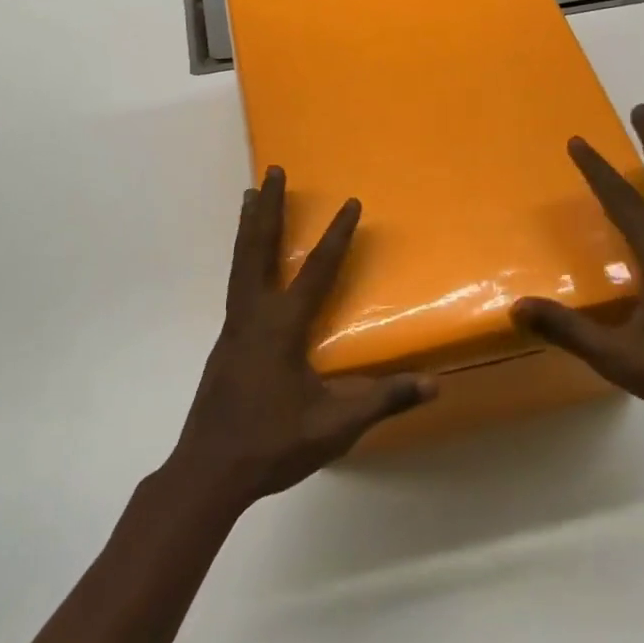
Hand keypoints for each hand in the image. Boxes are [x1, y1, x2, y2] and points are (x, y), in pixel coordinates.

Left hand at [168, 167, 435, 513]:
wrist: (209, 470)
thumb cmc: (273, 443)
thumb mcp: (335, 425)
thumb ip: (383, 400)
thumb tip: (434, 384)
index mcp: (282, 327)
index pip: (317, 272)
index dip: (337, 237)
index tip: (350, 202)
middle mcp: (253, 316)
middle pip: (259, 249)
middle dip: (269, 208)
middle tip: (273, 171)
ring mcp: (233, 328)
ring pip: (240, 264)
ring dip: (249, 227)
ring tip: (251, 196)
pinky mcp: (225, 344)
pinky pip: (235, 285)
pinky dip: (243, 258)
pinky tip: (248, 266)